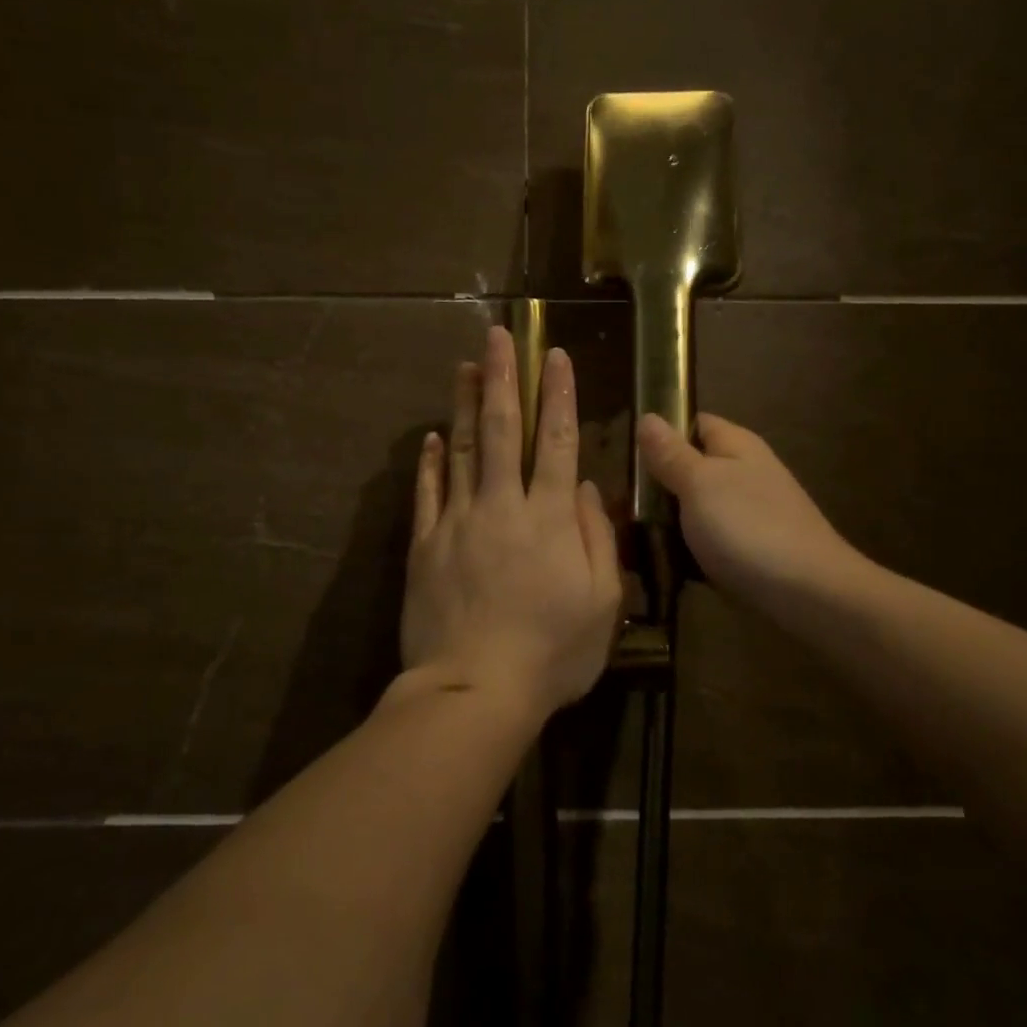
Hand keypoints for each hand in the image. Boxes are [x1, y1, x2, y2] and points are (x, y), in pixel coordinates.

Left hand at [400, 326, 622, 722]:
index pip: (557, 442)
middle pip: (502, 430)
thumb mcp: (602, 604)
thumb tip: (588, 490)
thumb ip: (597, 539)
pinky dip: (429, 462)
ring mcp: (458, 523)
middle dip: (502, 378)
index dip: (557, 396)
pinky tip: (430, 437)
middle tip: (497, 335)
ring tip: (464, 365)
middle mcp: (503, 506)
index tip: (553, 355)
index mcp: (550, 518)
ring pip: (461, 450)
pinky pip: (427, 494)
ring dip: (463, 404)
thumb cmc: (552, 653)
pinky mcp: (425, 546)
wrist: (474, 690)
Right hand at [636, 412, 852, 611]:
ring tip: (629, 535)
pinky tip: (662, 564)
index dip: (660, 432)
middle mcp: (746, 473)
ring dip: (668, 521)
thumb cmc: (749, 528)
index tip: (623, 453)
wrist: (810, 595)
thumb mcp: (700, 483)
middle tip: (617, 503)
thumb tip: (648, 416)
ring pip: (697, 508)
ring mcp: (750, 514)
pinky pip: (709, 541)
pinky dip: (686, 550)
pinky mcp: (751, 551)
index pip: (693, 423)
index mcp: (737, 446)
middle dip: (657, 484)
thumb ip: (671, 453)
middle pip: (692, 468)